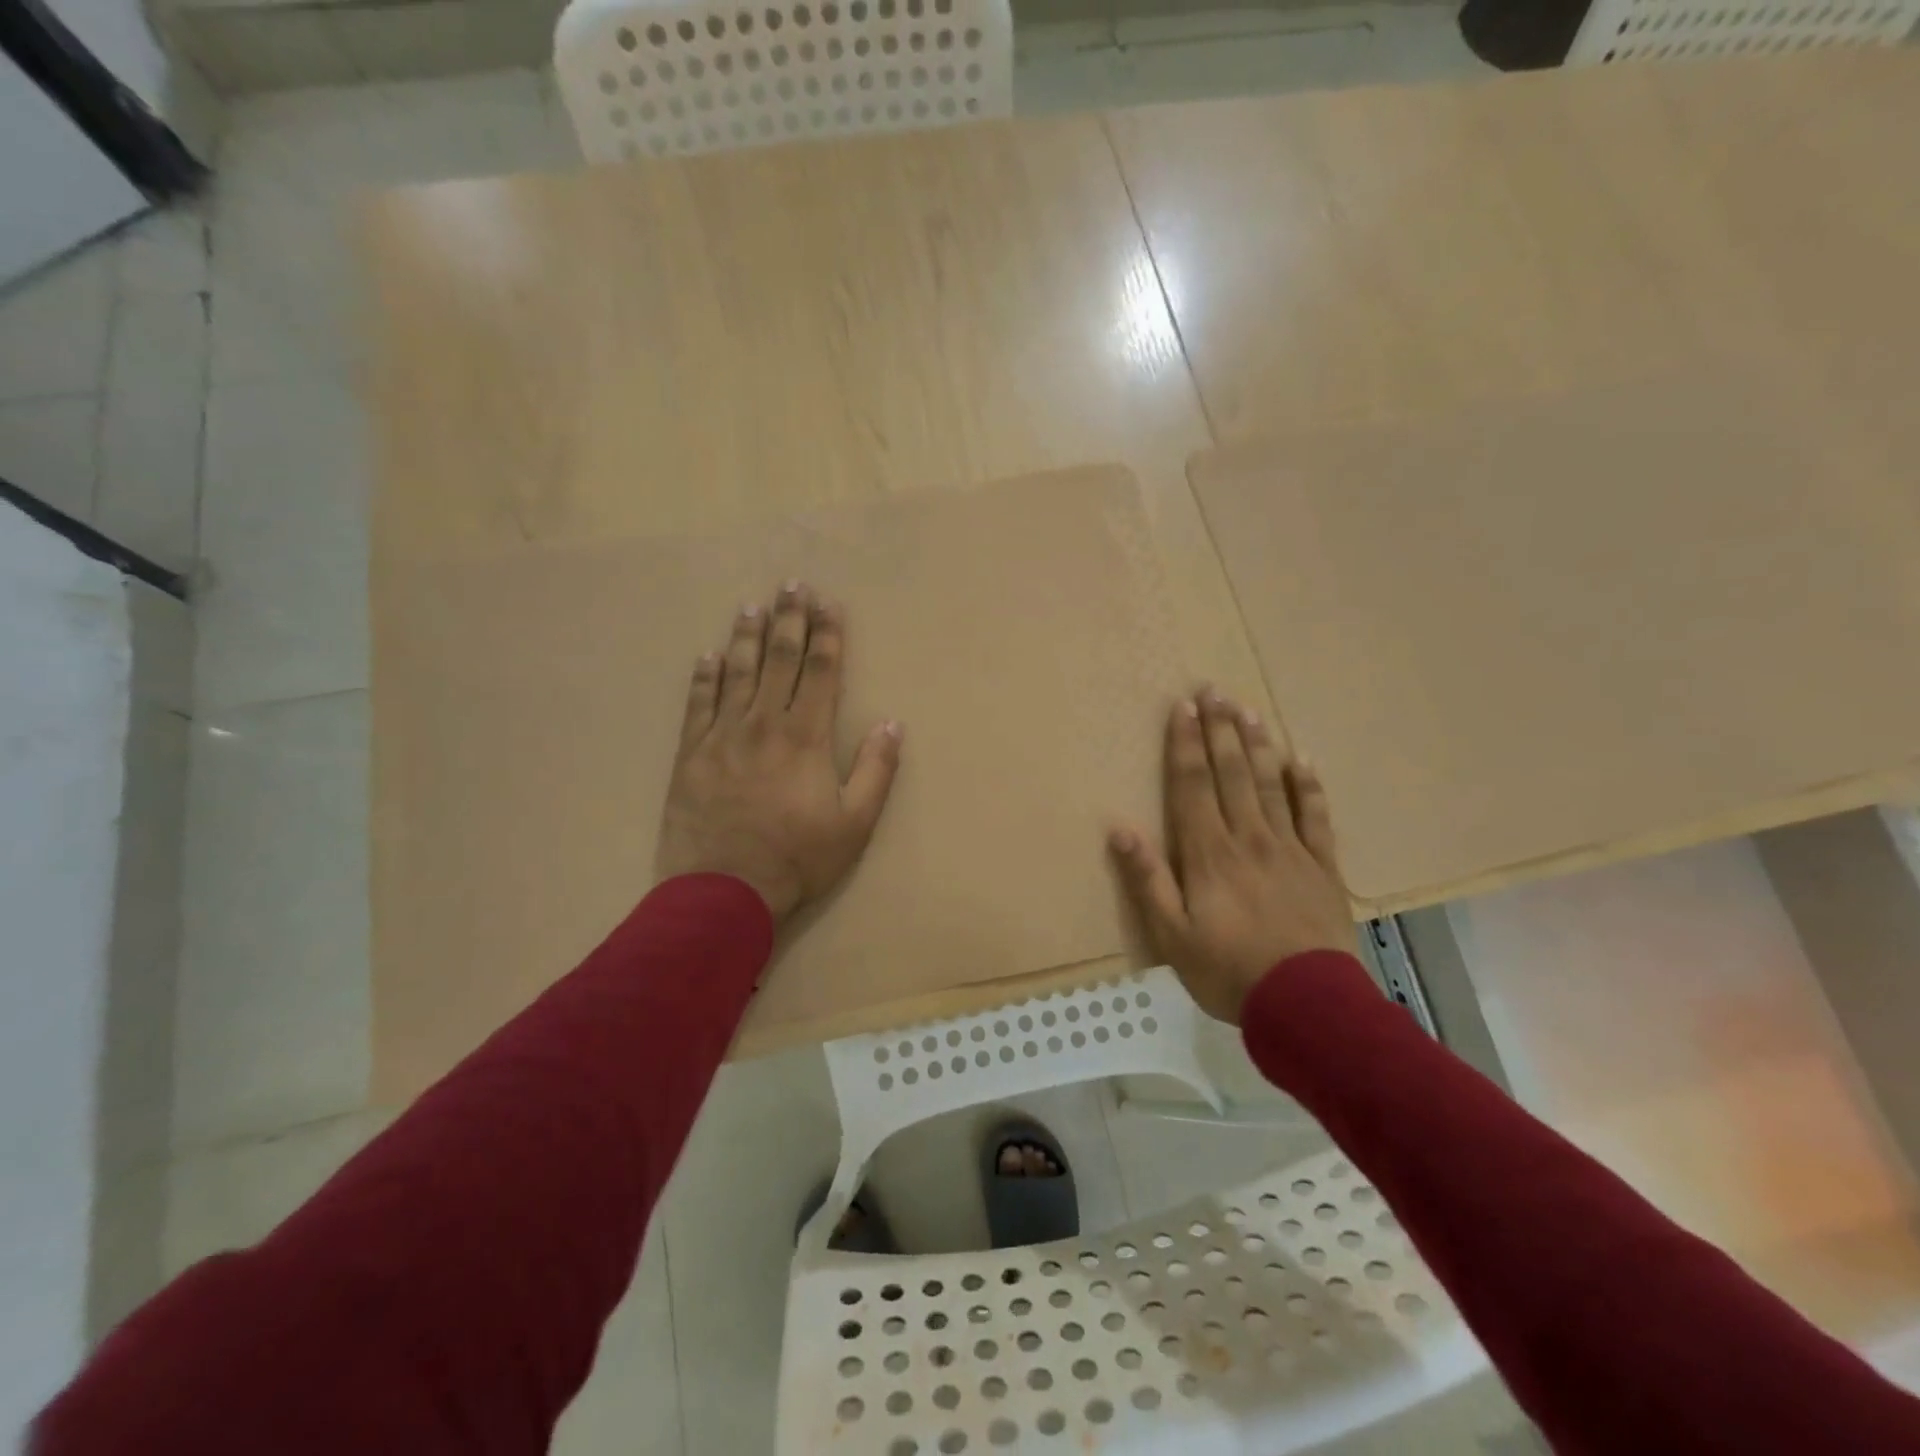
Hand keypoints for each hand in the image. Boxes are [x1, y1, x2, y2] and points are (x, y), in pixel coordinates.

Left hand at [654, 583, 901, 922]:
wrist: (723, 891)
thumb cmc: (797, 858)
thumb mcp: (855, 823)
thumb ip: (875, 769)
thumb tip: (892, 723)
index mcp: (805, 737)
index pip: (820, 672)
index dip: (827, 635)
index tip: (829, 604)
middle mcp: (763, 724)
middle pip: (778, 660)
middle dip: (789, 620)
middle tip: (792, 585)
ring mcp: (722, 736)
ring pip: (737, 673)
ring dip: (747, 636)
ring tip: (753, 605)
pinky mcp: (691, 755)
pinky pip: (698, 704)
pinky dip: (704, 677)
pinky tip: (709, 655)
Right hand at [1109, 689, 1351, 1024]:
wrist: (1309, 1006)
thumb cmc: (1229, 971)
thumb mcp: (1172, 935)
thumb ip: (1147, 880)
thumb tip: (1119, 830)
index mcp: (1208, 853)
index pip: (1193, 786)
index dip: (1186, 745)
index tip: (1182, 708)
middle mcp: (1248, 838)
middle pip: (1232, 773)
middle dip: (1219, 730)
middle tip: (1214, 690)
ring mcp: (1290, 849)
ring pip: (1270, 785)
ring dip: (1257, 745)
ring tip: (1248, 710)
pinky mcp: (1322, 867)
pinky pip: (1316, 817)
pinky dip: (1308, 786)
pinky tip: (1301, 761)